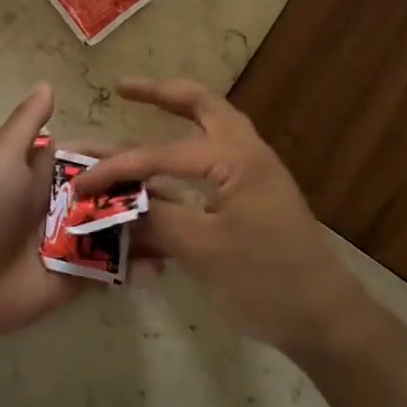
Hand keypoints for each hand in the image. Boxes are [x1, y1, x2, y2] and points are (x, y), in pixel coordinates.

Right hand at [72, 78, 369, 359]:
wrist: (326, 319)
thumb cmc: (265, 281)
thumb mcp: (202, 252)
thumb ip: (155, 219)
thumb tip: (112, 204)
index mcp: (234, 158)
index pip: (159, 155)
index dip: (116, 170)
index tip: (79, 184)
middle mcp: (247, 151)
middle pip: (202, 104)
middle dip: (161, 92)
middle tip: (124, 88)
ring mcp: (257, 170)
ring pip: (213, 122)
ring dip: (180, 110)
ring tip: (146, 103)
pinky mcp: (258, 192)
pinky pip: (218, 150)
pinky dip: (191, 141)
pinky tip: (172, 157)